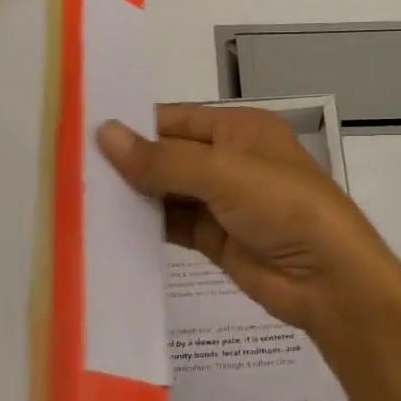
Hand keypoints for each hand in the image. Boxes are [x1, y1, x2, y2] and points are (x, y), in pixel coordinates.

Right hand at [97, 104, 400, 341]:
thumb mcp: (224, 174)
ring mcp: (223, 201)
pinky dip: (148, 226)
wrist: (330, 281)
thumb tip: (105, 134)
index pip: (174, 119)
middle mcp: (229, 159)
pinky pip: (174, 225)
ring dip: (134, 197)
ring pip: (168, 192)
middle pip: (168, 155)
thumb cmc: (284, 209)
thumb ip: (163, 159)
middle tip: (70, 169)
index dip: (133, 127)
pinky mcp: (217, 238)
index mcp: (239, 128)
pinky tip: (111, 229)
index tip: (82, 135)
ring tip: (81, 199)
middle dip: (128, 163)